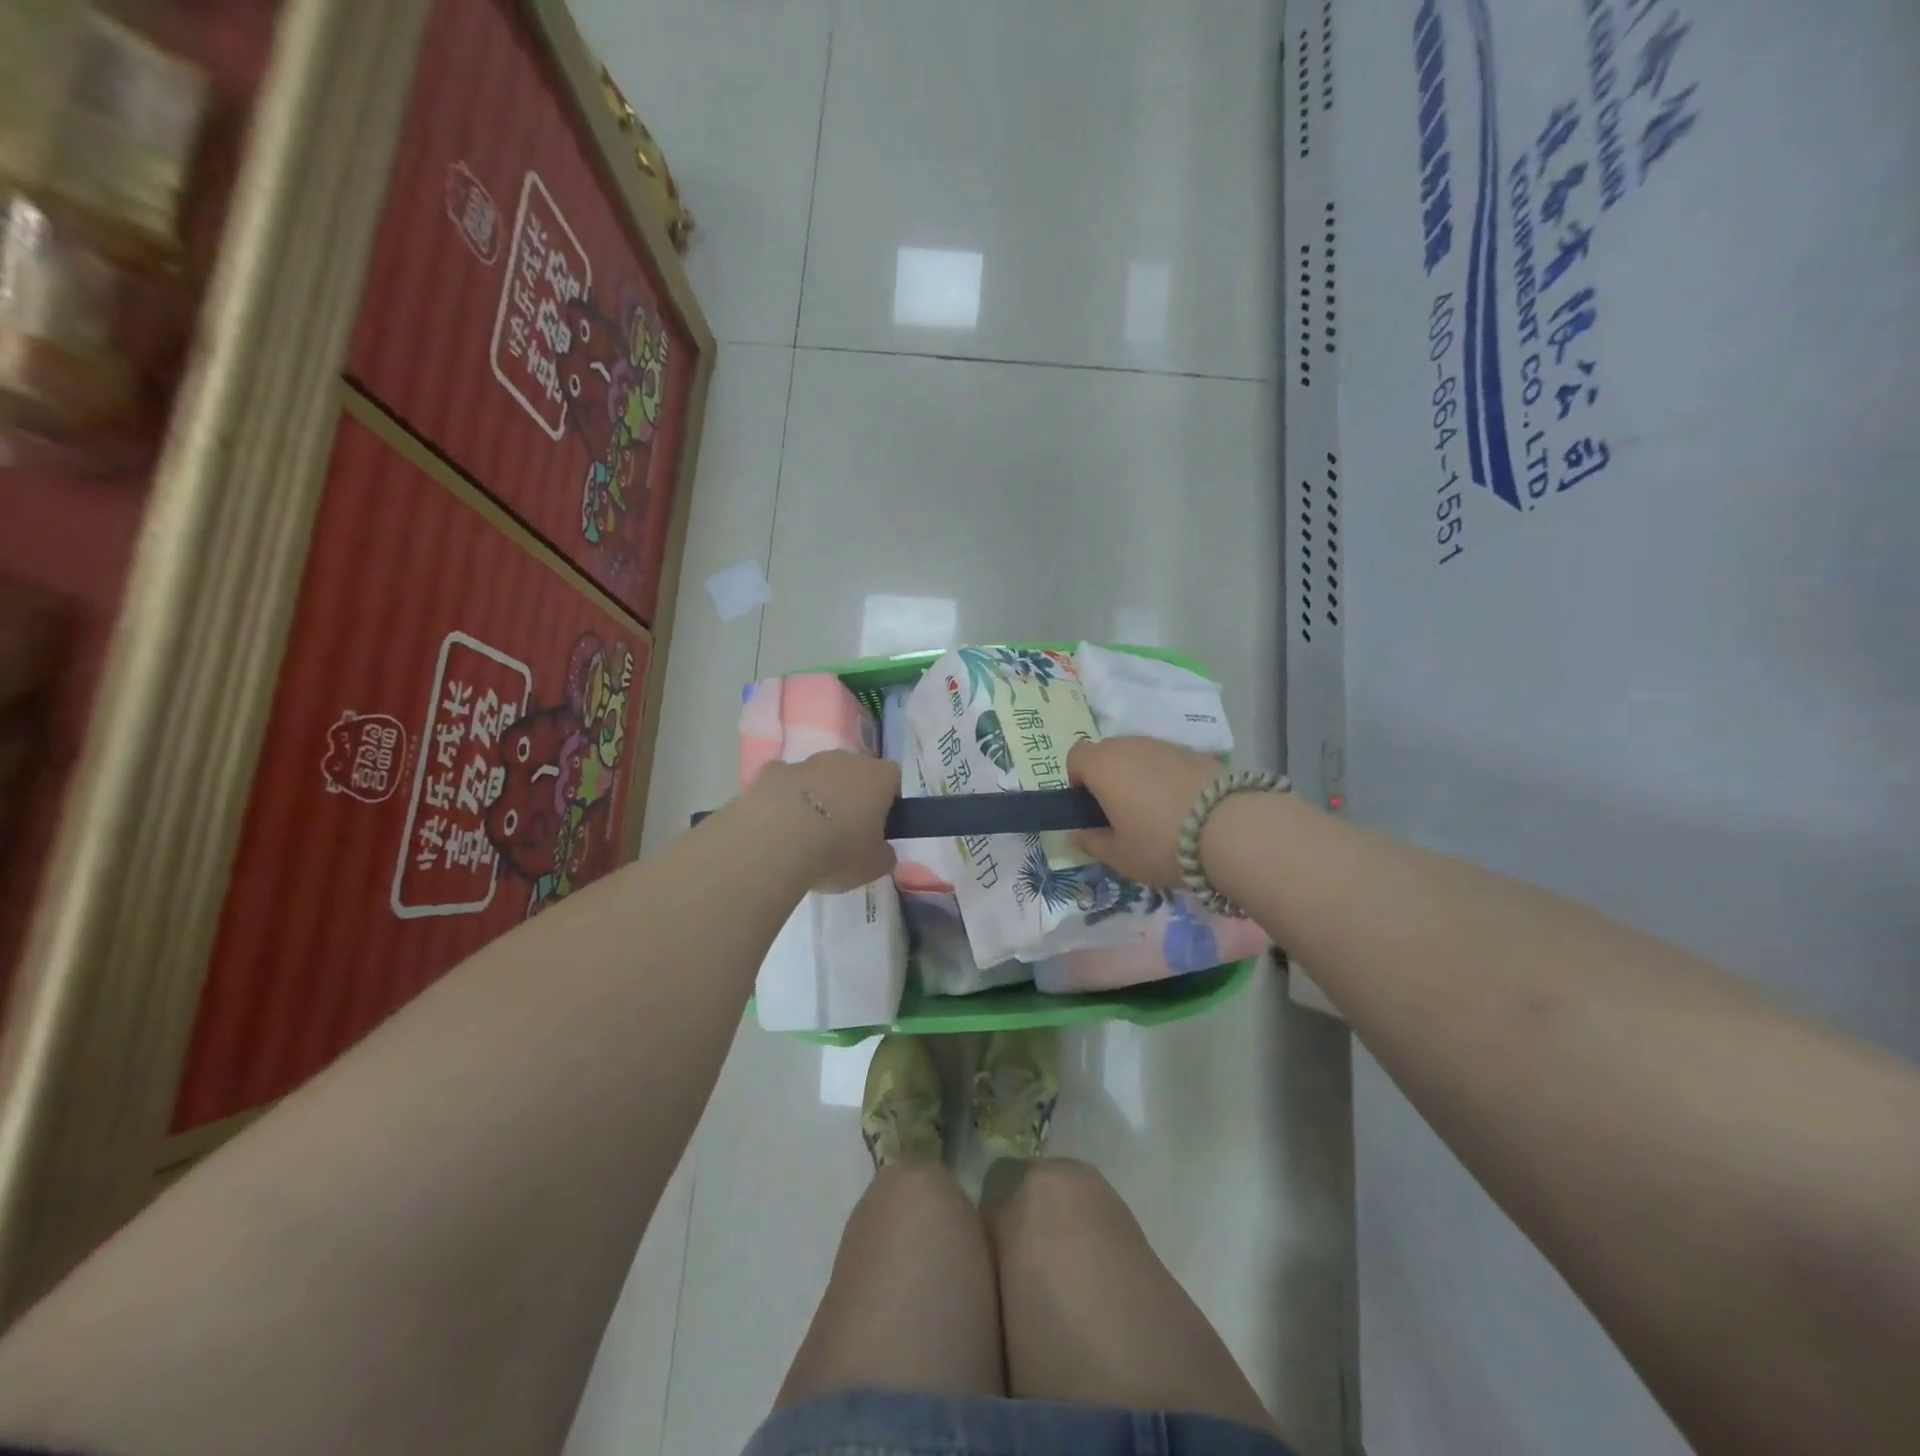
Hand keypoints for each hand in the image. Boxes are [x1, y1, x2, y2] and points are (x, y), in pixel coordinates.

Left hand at [744, 751, 898, 891]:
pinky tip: (779, 824)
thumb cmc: (838, 851)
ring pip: (819, 775)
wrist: (775, 843)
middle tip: (844, 830)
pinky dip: (785, 798)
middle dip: (851, 795)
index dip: (887, 800)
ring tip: (807, 832)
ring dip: (817, 795)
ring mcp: (806, 762)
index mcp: (878, 776)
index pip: (892, 778)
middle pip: (854, 772)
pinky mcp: (772, 771)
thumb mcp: (875, 866)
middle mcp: (845, 759)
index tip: (878, 825)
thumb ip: (884, 854)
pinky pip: (786, 782)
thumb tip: (881, 850)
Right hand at [1067, 736, 1219, 887]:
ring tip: (1157, 812)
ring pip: (1140, 755)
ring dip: (1139, 776)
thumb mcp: (1120, 856)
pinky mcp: (1197, 752)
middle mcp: (1131, 746)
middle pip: (1108, 753)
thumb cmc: (1161, 843)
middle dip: (1108, 778)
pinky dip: (1167, 778)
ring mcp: (1166, 745)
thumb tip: (1077, 835)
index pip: (1076, 756)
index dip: (1078, 780)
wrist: (1233, 829)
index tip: (1091, 808)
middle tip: (1122, 814)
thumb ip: (1092, 843)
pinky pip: (1168, 761)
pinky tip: (1184, 808)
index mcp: (1104, 766)